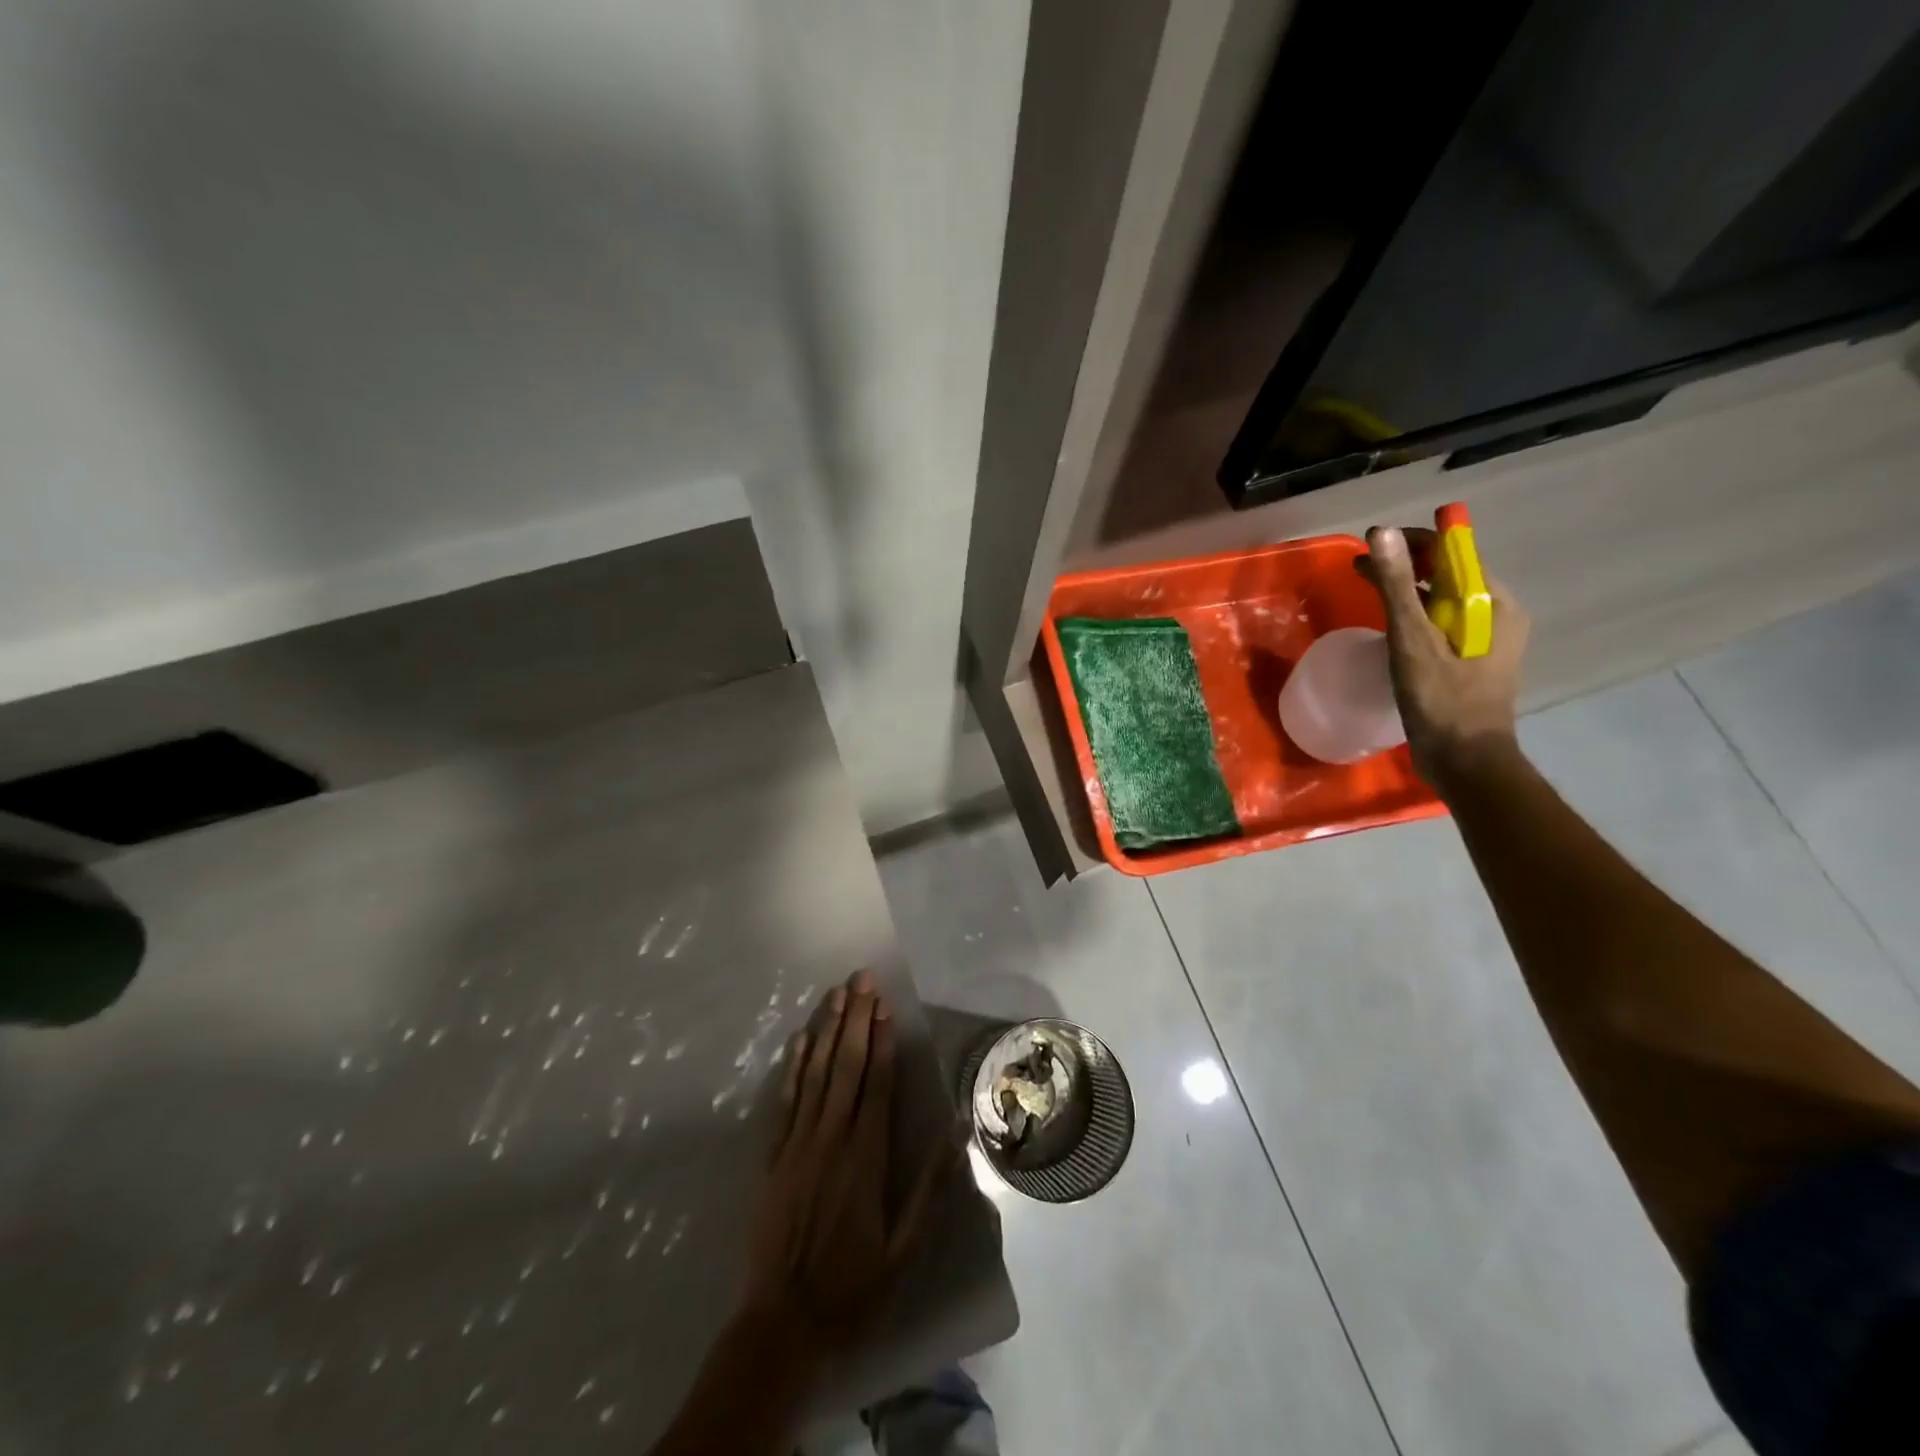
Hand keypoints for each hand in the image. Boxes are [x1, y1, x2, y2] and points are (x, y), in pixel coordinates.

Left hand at [740, 970, 953, 1353]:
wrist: (782, 1326)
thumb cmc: (853, 1287)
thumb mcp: (905, 1248)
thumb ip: (932, 1185)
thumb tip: (959, 1128)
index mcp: (866, 1156)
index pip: (875, 1084)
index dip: (881, 1041)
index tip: (885, 1006)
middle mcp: (830, 1138)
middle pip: (845, 1066)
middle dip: (855, 1019)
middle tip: (862, 978)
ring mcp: (796, 1144)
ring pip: (814, 1074)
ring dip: (826, 1030)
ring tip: (836, 993)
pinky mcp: (771, 1157)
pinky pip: (784, 1101)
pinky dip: (792, 1067)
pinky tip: (799, 1039)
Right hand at [1361, 524, 1529, 791]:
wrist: (1464, 762)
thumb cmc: (1441, 699)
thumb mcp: (1413, 639)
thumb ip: (1397, 585)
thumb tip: (1381, 533)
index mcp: (1493, 604)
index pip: (1454, 554)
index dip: (1413, 543)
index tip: (1372, 546)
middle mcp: (1496, 616)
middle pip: (1447, 576)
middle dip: (1405, 566)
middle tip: (1361, 569)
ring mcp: (1485, 641)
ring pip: (1442, 602)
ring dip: (1406, 592)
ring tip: (1368, 592)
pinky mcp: (1470, 663)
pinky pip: (1440, 626)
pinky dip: (1414, 618)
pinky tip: (1390, 628)